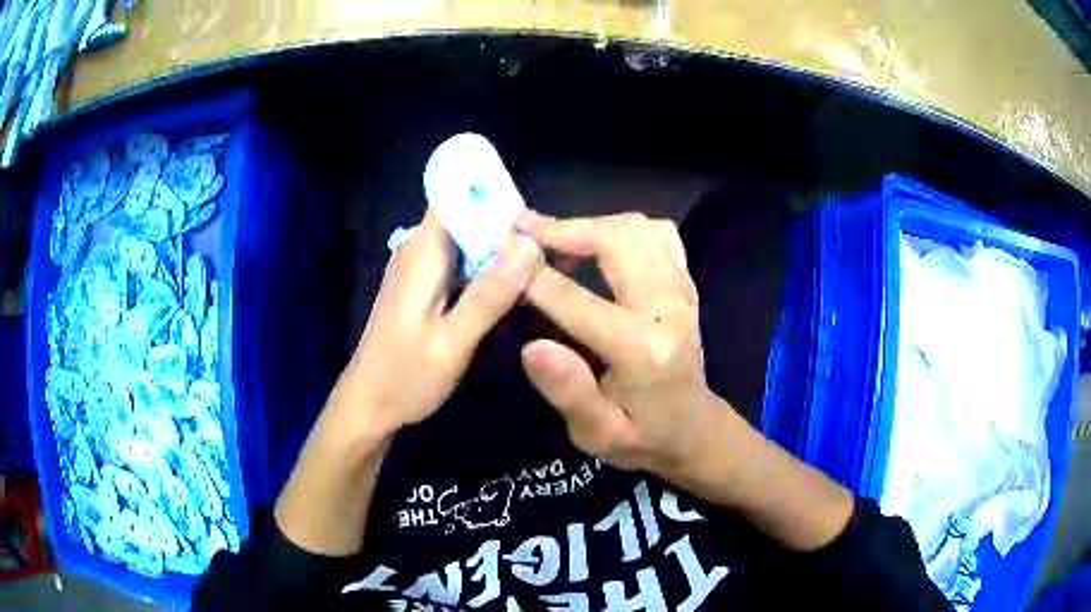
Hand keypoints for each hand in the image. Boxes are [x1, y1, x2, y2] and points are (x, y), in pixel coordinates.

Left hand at [330, 208, 540, 438]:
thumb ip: (488, 296)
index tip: (534, 216)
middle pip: (468, 218)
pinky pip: (463, 265)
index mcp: (422, 252)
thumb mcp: (451, 342)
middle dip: (506, 225)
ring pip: (468, 242)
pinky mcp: (426, 288)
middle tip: (551, 248)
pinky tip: (515, 287)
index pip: (455, 196)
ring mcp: (422, 270)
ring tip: (543, 264)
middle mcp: (420, 251)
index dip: (494, 197)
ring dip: (501, 250)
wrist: (370, 405)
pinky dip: (489, 270)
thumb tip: (529, 248)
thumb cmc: (404, 376)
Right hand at [517, 210, 853, 550]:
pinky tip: (598, 247)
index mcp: (641, 351)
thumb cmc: (641, 437)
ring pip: (637, 228)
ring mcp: (682, 291)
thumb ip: (568, 392)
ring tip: (553, 239)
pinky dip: (622, 229)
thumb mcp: (598, 434)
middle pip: (617, 240)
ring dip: (591, 225)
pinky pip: (657, 234)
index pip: (577, 301)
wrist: (693, 430)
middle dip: (564, 229)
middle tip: (523, 230)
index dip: (533, 276)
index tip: (499, 256)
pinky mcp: (686, 284)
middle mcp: (667, 309)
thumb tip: (532, 347)